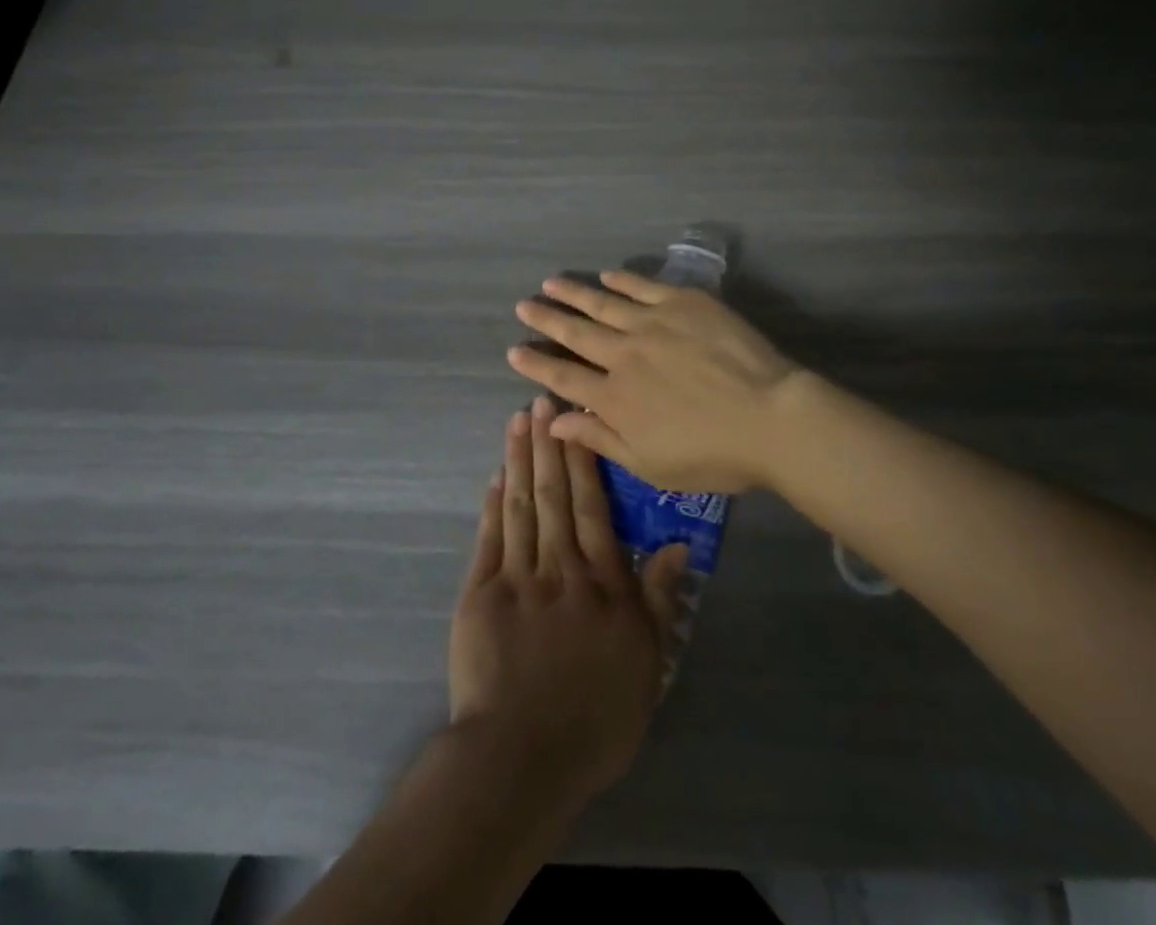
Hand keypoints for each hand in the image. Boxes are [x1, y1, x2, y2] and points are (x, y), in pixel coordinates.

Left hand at [449, 396, 687, 802]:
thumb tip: (676, 543)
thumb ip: (658, 598)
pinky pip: (489, 537)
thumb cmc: (595, 717)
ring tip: (518, 420)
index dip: (584, 460)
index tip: (577, 421)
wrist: (521, 757)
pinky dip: (493, 503)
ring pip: (521, 504)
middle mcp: (560, 566)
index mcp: (601, 581)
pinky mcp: (480, 593)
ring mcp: (516, 576)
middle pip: (554, 494)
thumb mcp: (647, 663)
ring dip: (520, 459)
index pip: (593, 506)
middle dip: (548, 444)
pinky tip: (495, 474)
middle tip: (543, 399)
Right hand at [507, 269, 802, 492]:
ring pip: (603, 303)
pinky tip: (607, 275)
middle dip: (546, 319)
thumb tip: (554, 421)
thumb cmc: (712, 454)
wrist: (769, 416)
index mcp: (614, 397)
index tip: (514, 350)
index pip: (563, 377)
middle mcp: (623, 354)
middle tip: (523, 305)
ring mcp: (652, 323)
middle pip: (576, 333)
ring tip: (552, 282)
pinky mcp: (683, 302)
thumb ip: (599, 438)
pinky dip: (622, 280)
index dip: (536, 364)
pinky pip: (644, 286)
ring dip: (574, 293)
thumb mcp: (649, 464)